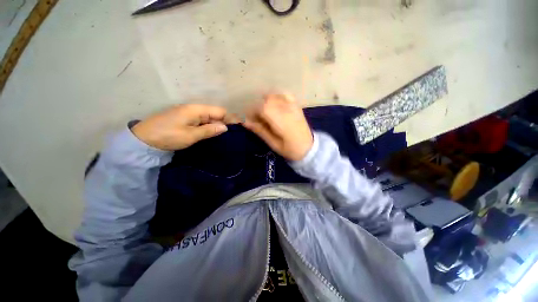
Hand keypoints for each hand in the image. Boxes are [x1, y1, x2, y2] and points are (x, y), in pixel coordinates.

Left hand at [132, 104, 237, 150]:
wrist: (142, 140)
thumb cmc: (167, 136)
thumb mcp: (190, 135)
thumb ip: (209, 130)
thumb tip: (225, 127)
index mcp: (196, 110)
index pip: (219, 111)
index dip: (230, 118)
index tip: (239, 127)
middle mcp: (194, 109)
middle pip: (215, 113)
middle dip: (225, 122)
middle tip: (233, 134)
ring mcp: (189, 114)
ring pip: (209, 118)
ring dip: (217, 125)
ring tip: (226, 135)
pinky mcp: (185, 119)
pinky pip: (202, 121)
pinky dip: (209, 127)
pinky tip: (213, 134)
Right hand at [244, 94, 312, 160]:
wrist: (309, 148)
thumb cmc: (290, 149)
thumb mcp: (273, 143)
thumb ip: (260, 131)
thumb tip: (245, 122)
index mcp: (280, 121)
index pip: (262, 108)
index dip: (252, 112)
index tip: (250, 120)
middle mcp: (286, 110)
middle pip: (267, 100)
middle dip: (259, 107)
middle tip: (258, 119)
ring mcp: (293, 106)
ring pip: (275, 95)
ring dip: (266, 102)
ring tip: (266, 113)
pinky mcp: (297, 106)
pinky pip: (285, 94)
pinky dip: (277, 96)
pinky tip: (275, 104)